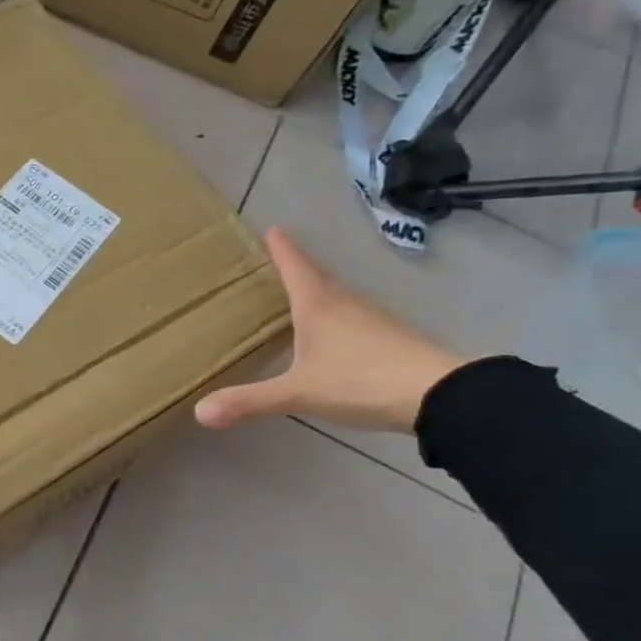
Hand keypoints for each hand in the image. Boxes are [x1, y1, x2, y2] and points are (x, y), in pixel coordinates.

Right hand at [194, 227, 468, 433]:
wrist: (441, 396)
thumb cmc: (360, 381)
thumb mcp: (297, 393)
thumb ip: (249, 401)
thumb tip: (199, 412)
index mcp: (319, 306)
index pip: (296, 268)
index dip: (282, 249)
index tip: (273, 229)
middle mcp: (346, 305)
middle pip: (319, 278)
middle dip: (299, 267)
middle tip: (280, 259)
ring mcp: (373, 320)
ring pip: (339, 297)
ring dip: (319, 291)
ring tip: (300, 295)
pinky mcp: (391, 339)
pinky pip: (355, 318)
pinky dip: (337, 316)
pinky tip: (334, 334)